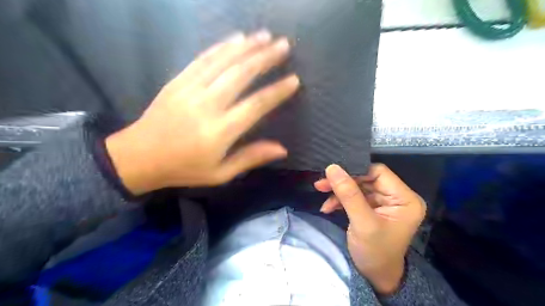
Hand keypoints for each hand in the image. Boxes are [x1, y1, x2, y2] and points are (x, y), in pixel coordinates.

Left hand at [104, 29, 299, 193]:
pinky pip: (203, 59)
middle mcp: (207, 105)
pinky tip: (236, 38)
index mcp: (220, 131)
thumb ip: (250, 158)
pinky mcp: (178, 81)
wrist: (139, 157)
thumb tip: (282, 149)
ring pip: (223, 61)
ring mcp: (190, 89)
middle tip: (284, 45)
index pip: (256, 105)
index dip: (277, 91)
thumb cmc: (184, 168)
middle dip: (265, 58)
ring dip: (247, 46)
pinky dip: (222, 47)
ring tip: (266, 36)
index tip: (294, 80)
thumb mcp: (220, 173)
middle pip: (241, 75)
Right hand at [315, 163, 425, 294]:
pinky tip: (328, 207)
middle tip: (321, 184)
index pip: (378, 173)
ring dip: (338, 190)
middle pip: (366, 178)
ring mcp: (383, 202)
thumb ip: (348, 194)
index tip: (333, 174)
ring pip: (357, 186)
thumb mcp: (362, 223)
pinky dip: (340, 199)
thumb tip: (332, 168)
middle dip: (343, 182)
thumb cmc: (375, 253)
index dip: (355, 172)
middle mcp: (396, 197)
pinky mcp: (372, 207)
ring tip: (320, 192)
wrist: (374, 276)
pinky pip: (354, 196)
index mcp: (405, 199)